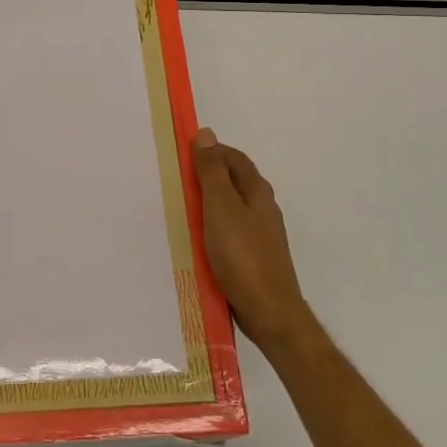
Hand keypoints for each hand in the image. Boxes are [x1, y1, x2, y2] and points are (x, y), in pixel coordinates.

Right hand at [193, 128, 315, 354]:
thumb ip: (212, 172)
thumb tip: (206, 134)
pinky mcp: (254, 256)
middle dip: (208, 175)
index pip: (234, 157)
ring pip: (232, 207)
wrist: (268, 311)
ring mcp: (261, 234)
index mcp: (257, 191)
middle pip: (234, 180)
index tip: (183, 153)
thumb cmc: (242, 255)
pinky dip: (213, 226)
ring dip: (209, 202)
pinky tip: (199, 239)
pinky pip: (231, 231)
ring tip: (182, 208)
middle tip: (177, 179)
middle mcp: (263, 207)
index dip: (211, 150)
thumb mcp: (220, 207)